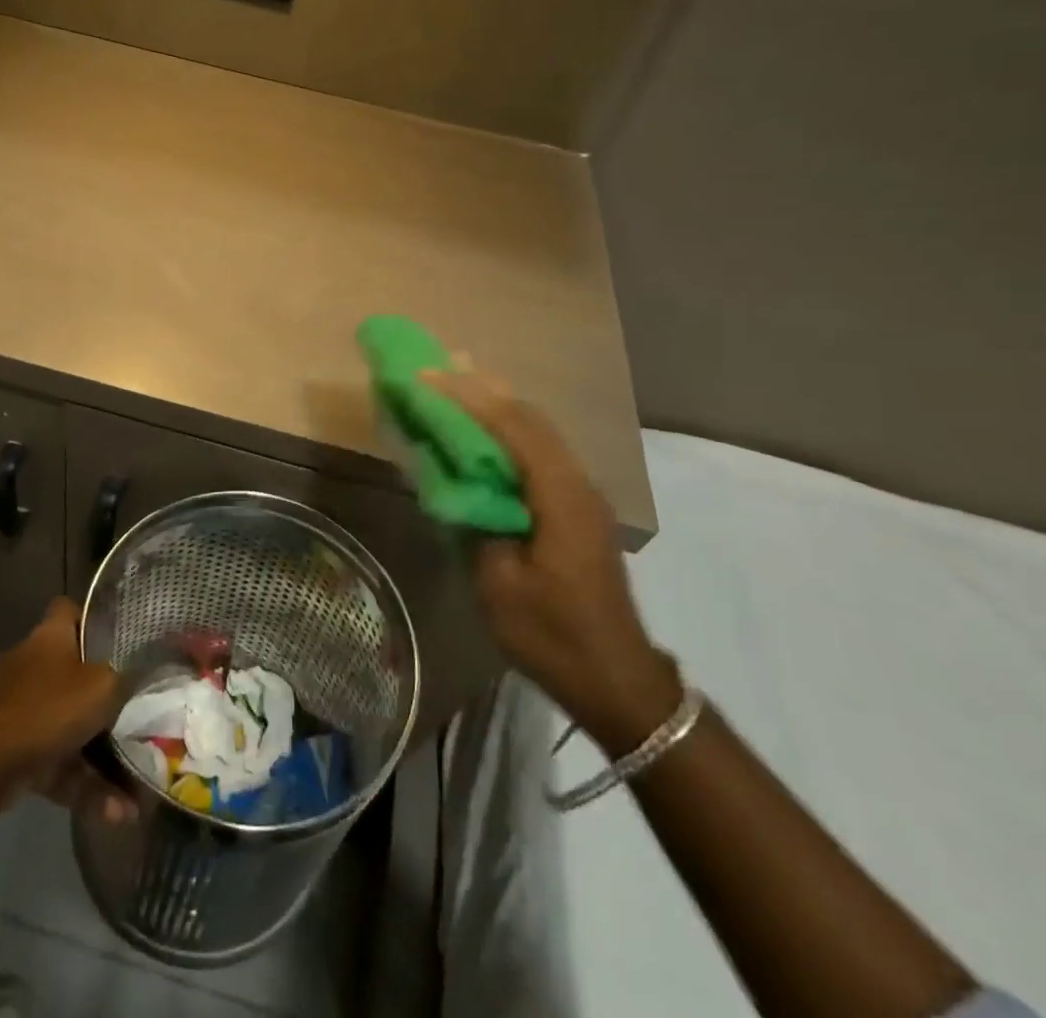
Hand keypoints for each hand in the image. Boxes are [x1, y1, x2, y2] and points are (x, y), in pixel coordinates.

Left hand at [0, 598, 129, 811]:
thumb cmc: (50, 707)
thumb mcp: (104, 686)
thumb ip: (126, 680)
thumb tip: (144, 676)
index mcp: (49, 637)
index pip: (69, 611)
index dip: (93, 619)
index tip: (120, 636)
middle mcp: (31, 665)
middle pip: (72, 671)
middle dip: (102, 694)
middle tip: (136, 709)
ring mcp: (19, 710)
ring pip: (68, 725)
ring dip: (101, 756)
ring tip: (136, 785)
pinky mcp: (14, 752)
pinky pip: (58, 764)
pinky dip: (84, 786)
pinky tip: (117, 813)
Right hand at [423, 370, 681, 753]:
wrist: (617, 680)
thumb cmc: (554, 635)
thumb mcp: (499, 584)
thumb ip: (476, 523)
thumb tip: (458, 486)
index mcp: (560, 496)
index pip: (512, 427)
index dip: (468, 397)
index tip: (427, 376)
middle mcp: (576, 483)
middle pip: (530, 418)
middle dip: (483, 388)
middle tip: (442, 365)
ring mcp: (581, 496)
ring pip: (537, 432)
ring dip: (497, 405)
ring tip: (460, 383)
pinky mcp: (576, 510)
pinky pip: (539, 453)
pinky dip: (508, 432)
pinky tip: (487, 432)